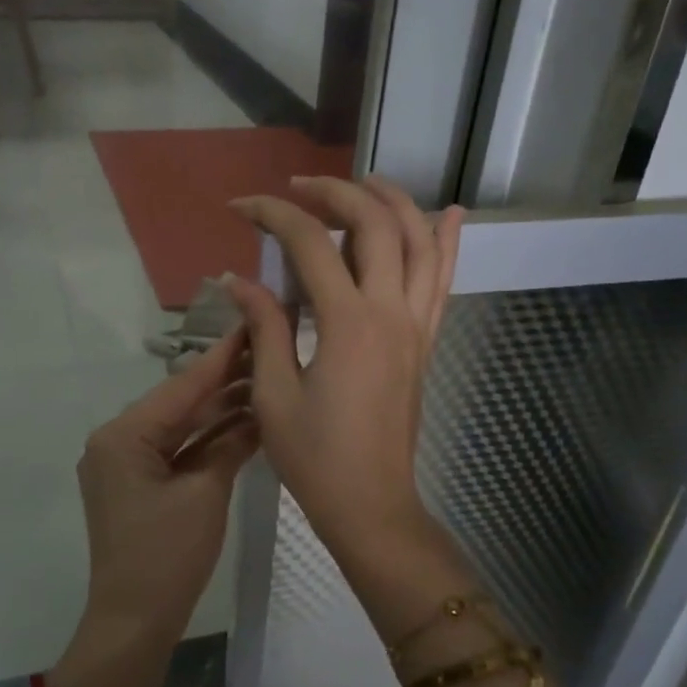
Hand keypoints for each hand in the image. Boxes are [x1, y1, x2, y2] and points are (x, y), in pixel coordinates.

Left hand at [75, 329, 259, 645]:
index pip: (182, 388)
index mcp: (123, 436)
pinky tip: (244, 423)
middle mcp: (117, 440)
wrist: (134, 622)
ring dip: (219, 413)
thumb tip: (258, 411)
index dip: (221, 359)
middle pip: (180, 404)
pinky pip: (177, 452)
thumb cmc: (167, 556)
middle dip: (224, 384)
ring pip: (180, 428)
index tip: (251, 325)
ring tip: (264, 382)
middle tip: (267, 352)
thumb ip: (231, 445)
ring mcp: (126, 463)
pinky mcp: (138, 483)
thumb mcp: (205, 494)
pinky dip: (208, 442)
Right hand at [225, 177, 462, 570]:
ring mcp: (417, 325)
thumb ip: (264, 327)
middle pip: (374, 224)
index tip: (240, 207)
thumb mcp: (275, 394)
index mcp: (347, 324)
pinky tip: (448, 215)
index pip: (310, 244)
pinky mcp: (426, 342)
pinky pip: (443, 281)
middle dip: (335, 193)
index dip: (273, 214)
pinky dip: (445, 243)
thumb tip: (238, 279)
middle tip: (297, 189)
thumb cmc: (315, 457)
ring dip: (394, 202)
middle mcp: (391, 312)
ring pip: (419, 242)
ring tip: (363, 183)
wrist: (371, 504)